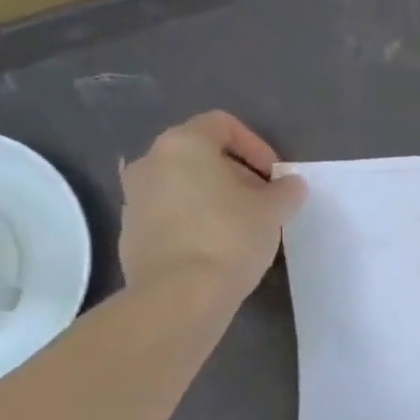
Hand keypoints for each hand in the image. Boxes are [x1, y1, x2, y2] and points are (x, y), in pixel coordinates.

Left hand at [119, 111, 307, 303]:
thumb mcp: (274, 210)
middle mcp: (150, 162)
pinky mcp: (130, 231)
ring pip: (183, 184)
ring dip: (214, 197)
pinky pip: (169, 213)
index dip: (257, 146)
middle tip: (263, 202)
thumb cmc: (230, 237)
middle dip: (236, 173)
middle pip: (200, 154)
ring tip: (242, 226)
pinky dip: (194, 220)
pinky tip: (217, 247)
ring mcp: (134, 197)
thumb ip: (286, 190)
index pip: (223, 124)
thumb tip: (289, 185)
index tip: (275, 177)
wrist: (179, 294)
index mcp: (183, 145)